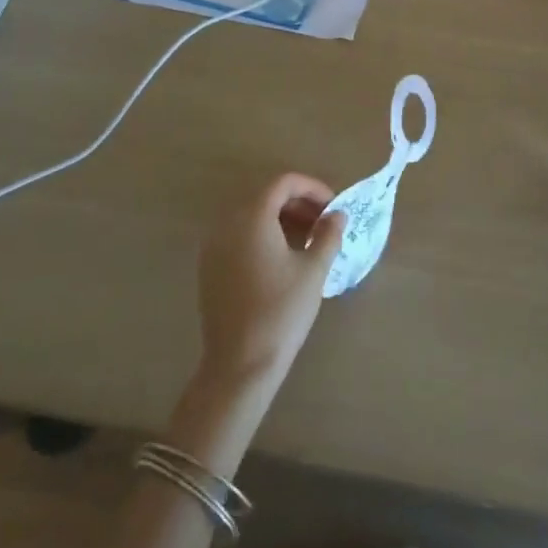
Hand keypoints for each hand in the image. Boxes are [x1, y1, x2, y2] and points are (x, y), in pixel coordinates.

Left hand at [196, 173, 347, 391]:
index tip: (334, 206)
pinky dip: (264, 236)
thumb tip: (337, 215)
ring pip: (252, 217)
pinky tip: (284, 259)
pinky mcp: (210, 268)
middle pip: (266, 196)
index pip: (283, 183)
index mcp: (252, 217)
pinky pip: (240, 236)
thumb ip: (328, 234)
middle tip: (325, 223)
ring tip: (309, 241)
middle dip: (298, 203)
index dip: (312, 188)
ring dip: (282, 219)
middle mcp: (227, 224)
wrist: (240, 365)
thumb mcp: (313, 270)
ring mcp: (214, 246)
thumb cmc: (281, 311)